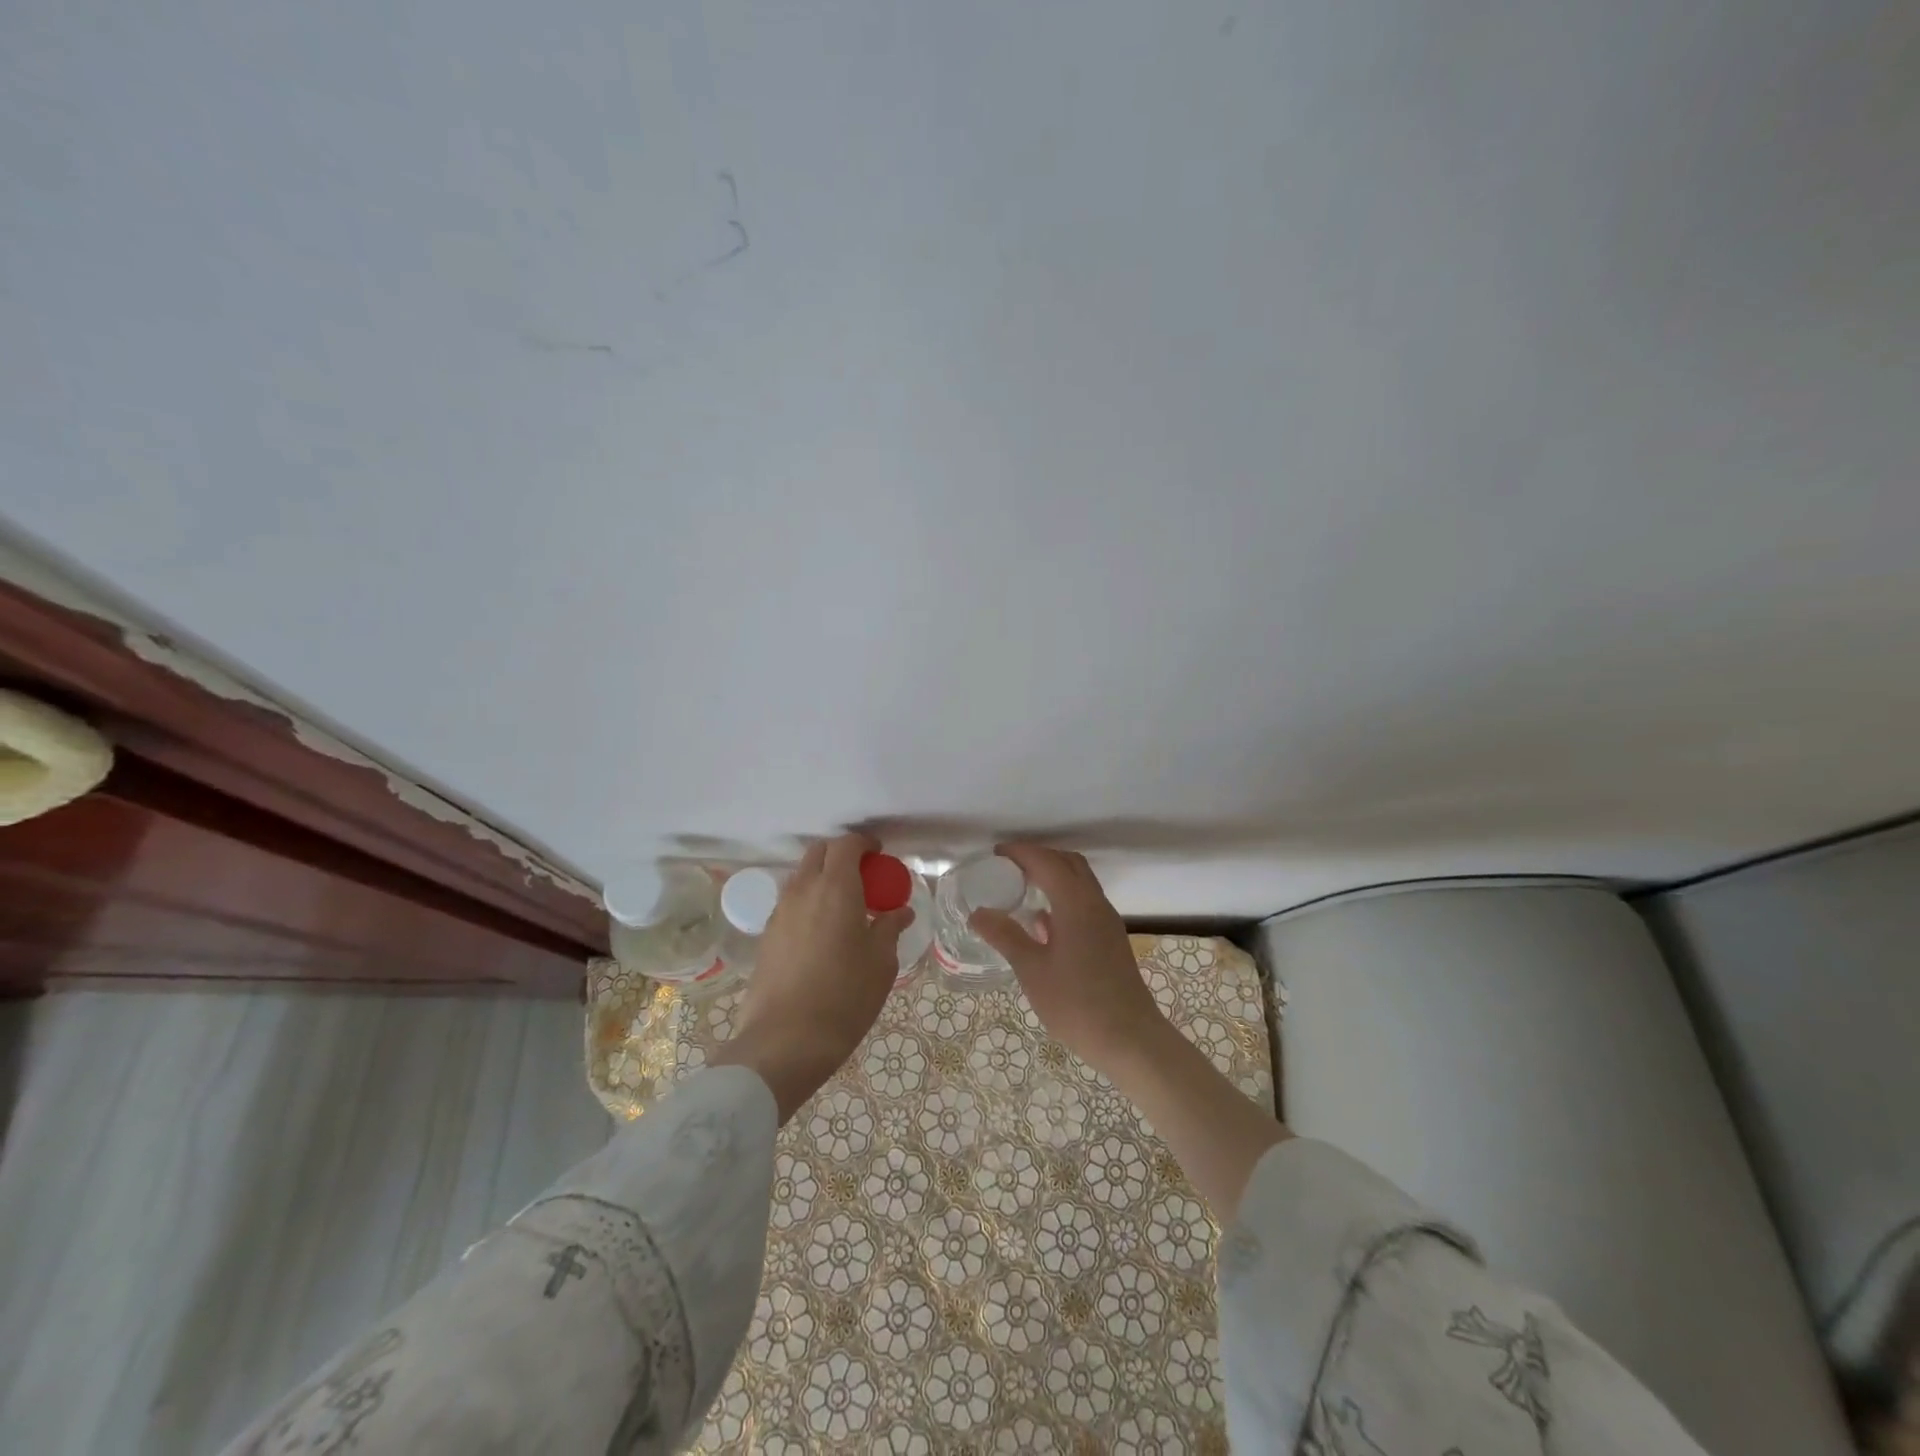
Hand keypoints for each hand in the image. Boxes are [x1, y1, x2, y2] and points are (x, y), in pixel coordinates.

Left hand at [711, 833, 910, 1121]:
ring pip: (801, 877)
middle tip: (863, 878)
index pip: (846, 845)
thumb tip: (899, 912)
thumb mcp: (881, 964)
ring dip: (822, 879)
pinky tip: (823, 932)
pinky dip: (808, 902)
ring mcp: (779, 912)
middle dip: (841, 855)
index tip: (880, 857)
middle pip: (819, 853)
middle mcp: (803, 890)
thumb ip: (889, 929)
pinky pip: (790, 903)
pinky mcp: (767, 936)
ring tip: (844, 907)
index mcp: (835, 888)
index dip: (864, 844)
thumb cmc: (844, 998)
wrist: (784, 1042)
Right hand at [974, 842, 1288, 1216]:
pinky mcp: (1110, 939)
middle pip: (1068, 863)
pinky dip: (1063, 897)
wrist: (1130, 1039)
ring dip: (1054, 875)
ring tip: (1023, 887)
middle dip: (1039, 857)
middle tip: (1009, 866)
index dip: (1021, 853)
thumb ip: (1005, 936)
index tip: (995, 854)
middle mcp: (1095, 903)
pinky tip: (1043, 922)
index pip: (1046, 861)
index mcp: (1076, 903)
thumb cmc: (1077, 1003)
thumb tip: (978, 913)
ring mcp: (1107, 921)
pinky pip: (1085, 902)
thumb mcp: (1032, 969)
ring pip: (1080, 882)